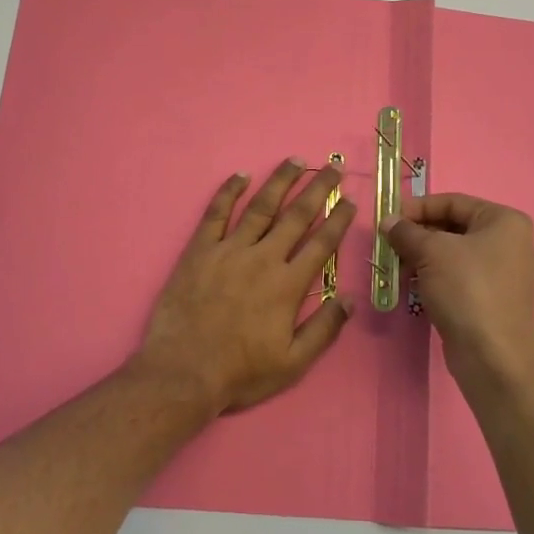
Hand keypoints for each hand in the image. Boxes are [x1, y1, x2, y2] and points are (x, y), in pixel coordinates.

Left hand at [132, 160, 355, 415]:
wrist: (183, 372)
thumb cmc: (240, 372)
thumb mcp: (293, 363)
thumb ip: (324, 329)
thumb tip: (350, 299)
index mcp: (288, 285)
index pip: (321, 243)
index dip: (338, 219)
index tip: (350, 201)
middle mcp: (263, 258)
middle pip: (296, 216)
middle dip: (318, 189)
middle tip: (332, 168)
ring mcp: (229, 250)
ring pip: (260, 206)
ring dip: (280, 181)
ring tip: (296, 160)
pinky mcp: (199, 250)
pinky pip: (215, 213)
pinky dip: (228, 192)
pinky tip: (240, 175)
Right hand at [387, 193, 533, 383]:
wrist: (493, 355)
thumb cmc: (466, 289)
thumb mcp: (431, 252)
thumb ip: (406, 232)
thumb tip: (388, 222)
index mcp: (504, 221)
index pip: (453, 202)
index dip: (417, 208)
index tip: (388, 219)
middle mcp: (510, 242)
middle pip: (454, 227)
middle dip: (418, 234)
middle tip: (389, 244)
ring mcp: (504, 274)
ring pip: (454, 254)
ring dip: (423, 257)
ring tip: (396, 266)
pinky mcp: (493, 300)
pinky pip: (459, 277)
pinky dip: (435, 277)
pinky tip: (413, 285)